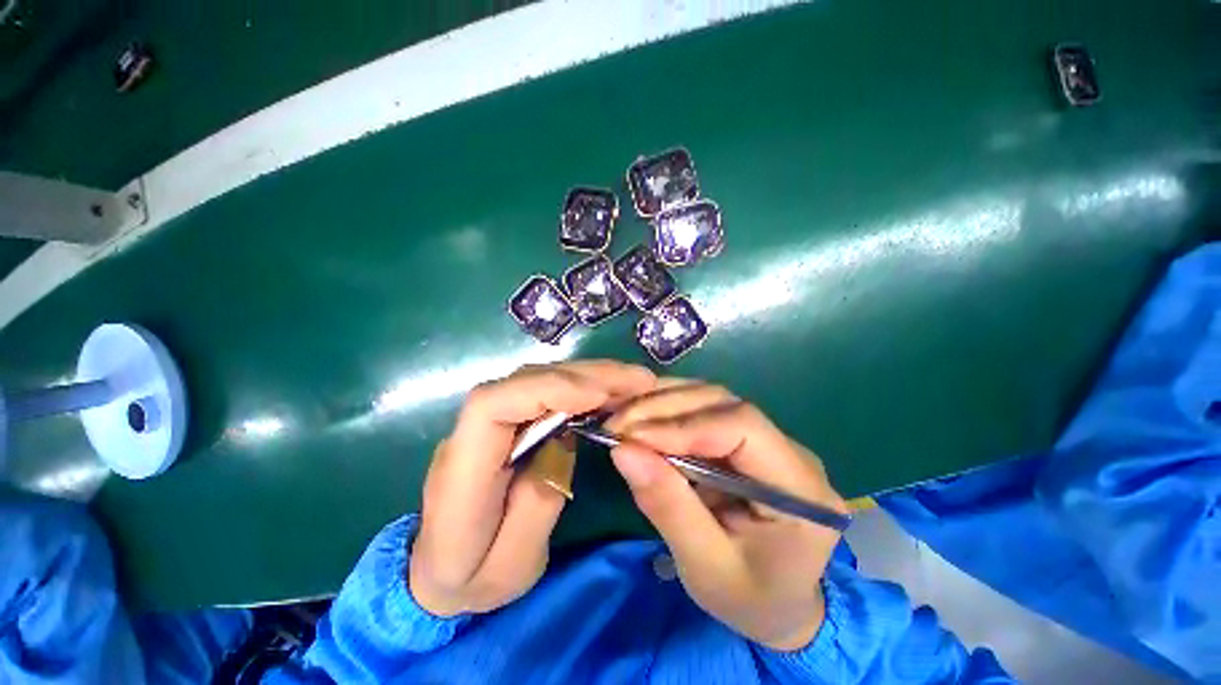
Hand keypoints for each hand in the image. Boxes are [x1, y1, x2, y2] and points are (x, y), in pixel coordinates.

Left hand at [409, 361, 655, 616]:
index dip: (546, 390)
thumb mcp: (512, 565)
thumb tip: (565, 439)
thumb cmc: (472, 578)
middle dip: (583, 375)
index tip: (597, 395)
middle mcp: (471, 432)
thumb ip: (538, 501)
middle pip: (524, 380)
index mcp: (462, 470)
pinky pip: (545, 392)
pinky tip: (608, 391)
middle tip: (636, 379)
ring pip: (538, 379)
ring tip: (632, 380)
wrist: (438, 573)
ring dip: (588, 375)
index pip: (492, 405)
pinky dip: (580, 386)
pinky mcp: (508, 422)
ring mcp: (489, 422)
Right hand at [605, 381, 848, 650]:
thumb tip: (622, 450)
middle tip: (616, 425)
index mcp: (801, 489)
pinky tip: (640, 416)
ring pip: (710, 398)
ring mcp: (769, 438)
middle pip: (723, 403)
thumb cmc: (749, 598)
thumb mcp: (705, 567)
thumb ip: (667, 506)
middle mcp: (791, 450)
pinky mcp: (744, 437)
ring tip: (622, 418)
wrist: (778, 603)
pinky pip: (702, 408)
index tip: (632, 437)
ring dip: (661, 402)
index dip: (684, 425)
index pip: (743, 427)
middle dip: (664, 408)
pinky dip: (666, 407)